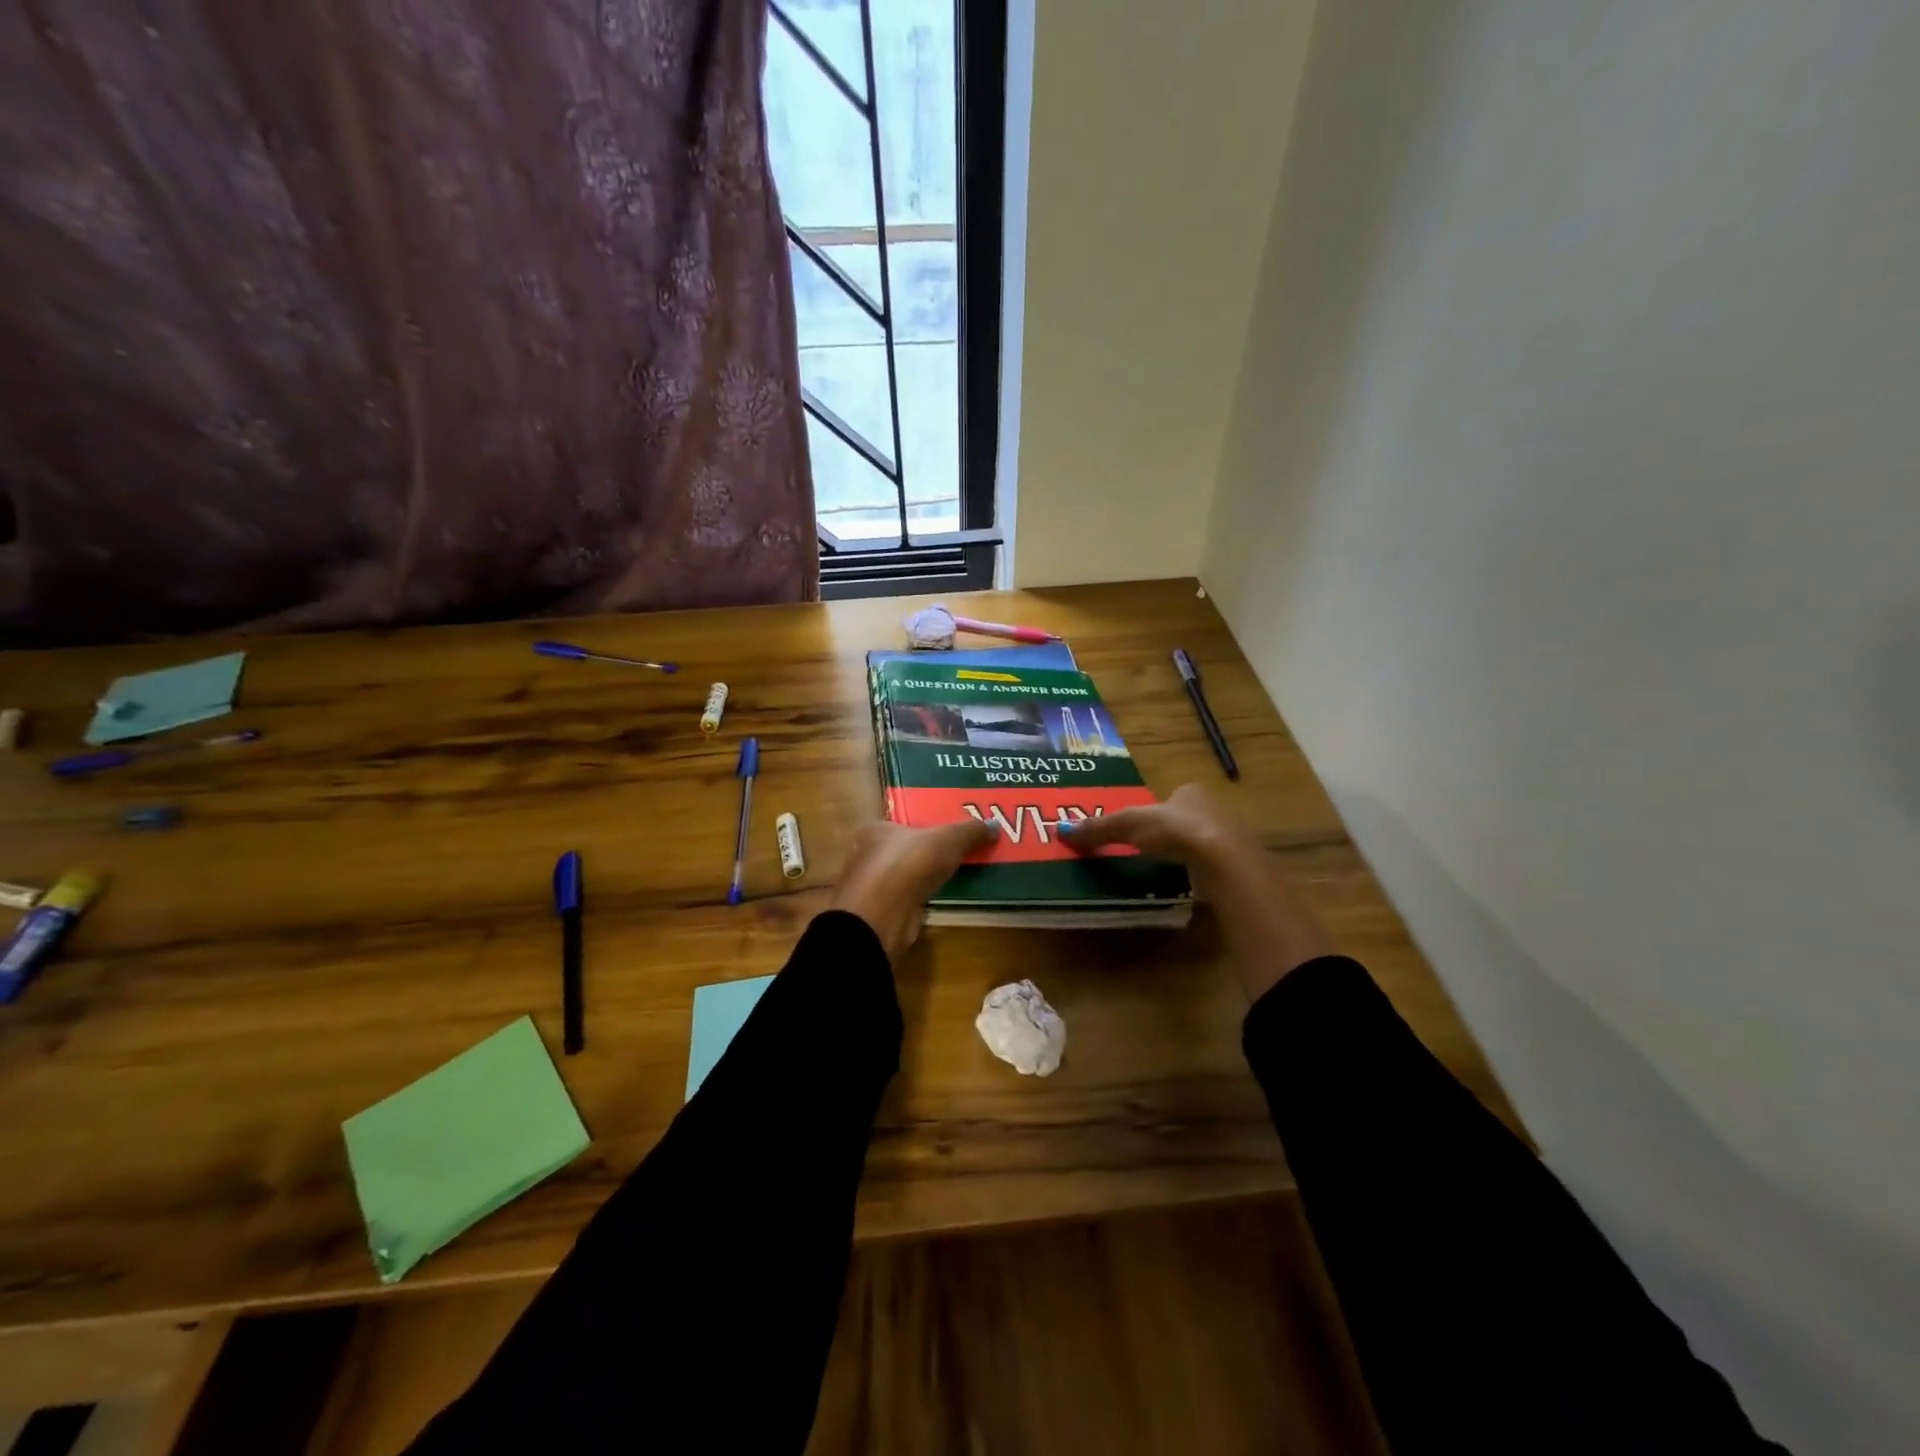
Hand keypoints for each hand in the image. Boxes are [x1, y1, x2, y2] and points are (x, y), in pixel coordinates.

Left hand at [830, 818, 996, 962]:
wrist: (881, 917)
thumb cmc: (908, 864)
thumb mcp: (947, 840)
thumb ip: (970, 831)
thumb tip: (994, 825)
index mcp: (876, 829)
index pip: (904, 823)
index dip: (927, 826)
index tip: (951, 832)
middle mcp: (868, 854)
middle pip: (905, 849)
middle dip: (928, 852)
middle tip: (959, 853)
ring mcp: (872, 886)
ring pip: (906, 875)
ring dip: (925, 877)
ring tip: (955, 875)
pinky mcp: (881, 912)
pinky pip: (907, 897)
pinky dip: (921, 897)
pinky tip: (940, 897)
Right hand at [1056, 782, 1262, 873]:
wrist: (1225, 863)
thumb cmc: (1176, 831)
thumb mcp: (1129, 825)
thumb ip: (1099, 828)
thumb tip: (1061, 831)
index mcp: (1191, 791)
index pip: (1171, 798)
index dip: (1155, 812)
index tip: (1140, 830)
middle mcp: (1215, 808)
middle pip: (1186, 820)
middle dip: (1170, 834)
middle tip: (1149, 851)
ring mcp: (1230, 838)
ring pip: (1201, 843)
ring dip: (1186, 855)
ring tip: (1165, 871)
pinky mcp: (1238, 866)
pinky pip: (1213, 867)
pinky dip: (1200, 875)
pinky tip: (1188, 886)